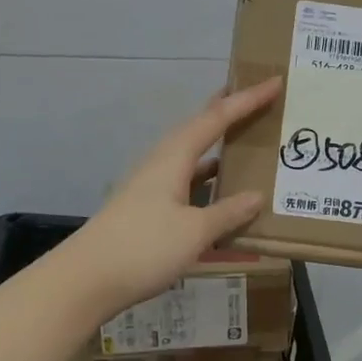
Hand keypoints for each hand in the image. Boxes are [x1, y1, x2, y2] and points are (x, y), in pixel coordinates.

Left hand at [65, 77, 283, 316]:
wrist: (86, 279)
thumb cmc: (143, 247)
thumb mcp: (194, 232)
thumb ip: (228, 212)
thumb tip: (257, 196)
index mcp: (174, 156)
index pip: (217, 118)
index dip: (247, 100)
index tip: (274, 81)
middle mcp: (163, 161)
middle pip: (200, 126)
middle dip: (228, 111)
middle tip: (257, 96)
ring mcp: (152, 184)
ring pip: (192, 153)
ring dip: (218, 144)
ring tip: (246, 138)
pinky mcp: (148, 206)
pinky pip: (186, 179)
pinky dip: (208, 177)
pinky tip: (221, 189)